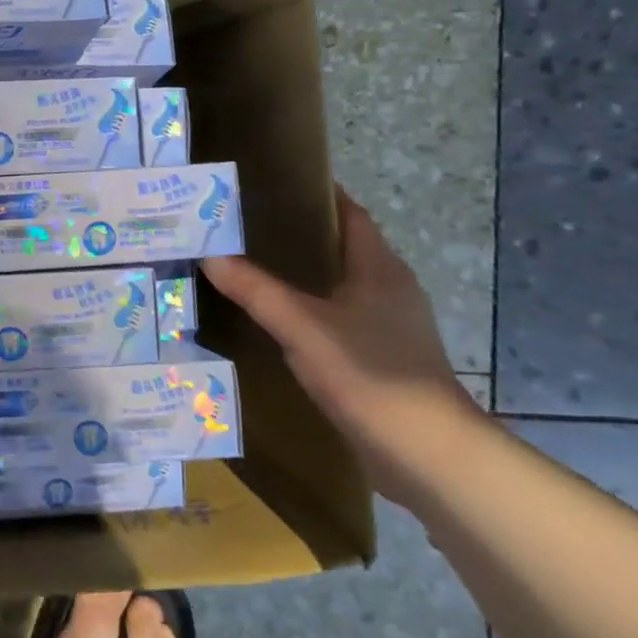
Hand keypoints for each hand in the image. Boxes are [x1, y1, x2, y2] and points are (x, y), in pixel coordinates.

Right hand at [201, 187, 485, 504]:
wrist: (428, 454)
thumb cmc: (369, 373)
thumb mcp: (301, 327)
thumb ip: (255, 290)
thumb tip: (209, 255)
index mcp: (380, 268)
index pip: (350, 214)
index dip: (317, 195)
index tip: (273, 183)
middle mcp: (390, 290)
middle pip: (343, 248)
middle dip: (299, 234)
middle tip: (245, 226)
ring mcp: (391, 327)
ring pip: (341, 286)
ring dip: (304, 275)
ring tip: (252, 267)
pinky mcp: (384, 359)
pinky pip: (340, 319)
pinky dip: (310, 310)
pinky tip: (278, 321)